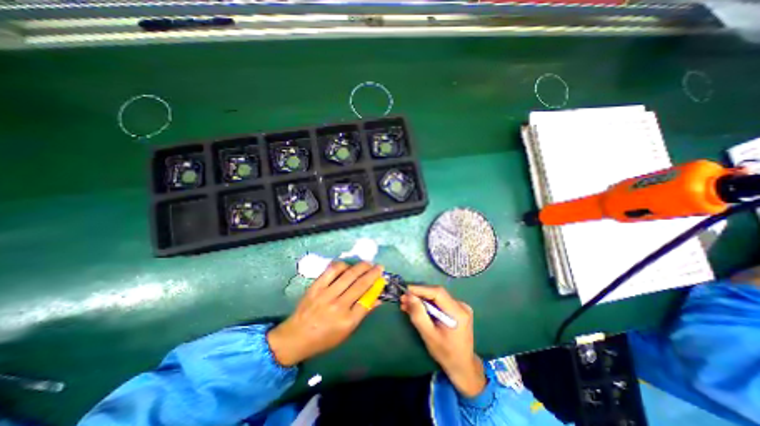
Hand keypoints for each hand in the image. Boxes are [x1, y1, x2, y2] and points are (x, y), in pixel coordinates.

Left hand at [269, 264, 386, 366]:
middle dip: (372, 273)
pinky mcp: (316, 287)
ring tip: (367, 263)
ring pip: (348, 275)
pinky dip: (342, 266)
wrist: (295, 337)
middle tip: (379, 266)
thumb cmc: (324, 338)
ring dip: (360, 267)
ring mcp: (326, 294)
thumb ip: (362, 313)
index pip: (367, 299)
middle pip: (360, 284)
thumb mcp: (346, 332)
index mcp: (347, 321)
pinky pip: (331, 271)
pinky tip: (347, 266)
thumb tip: (377, 299)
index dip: (376, 287)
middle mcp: (338, 306)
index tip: (382, 278)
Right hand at [399, 284, 482, 397]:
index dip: (421, 289)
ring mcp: (460, 307)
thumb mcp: (429, 336)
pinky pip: (440, 302)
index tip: (406, 290)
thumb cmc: (446, 354)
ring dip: (421, 300)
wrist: (463, 366)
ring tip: (407, 304)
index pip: (438, 293)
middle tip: (403, 299)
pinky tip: (417, 308)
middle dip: (419, 295)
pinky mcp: (457, 309)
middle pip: (437, 293)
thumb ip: (419, 315)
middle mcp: (461, 306)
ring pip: (437, 297)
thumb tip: (409, 296)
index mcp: (458, 313)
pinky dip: (427, 304)